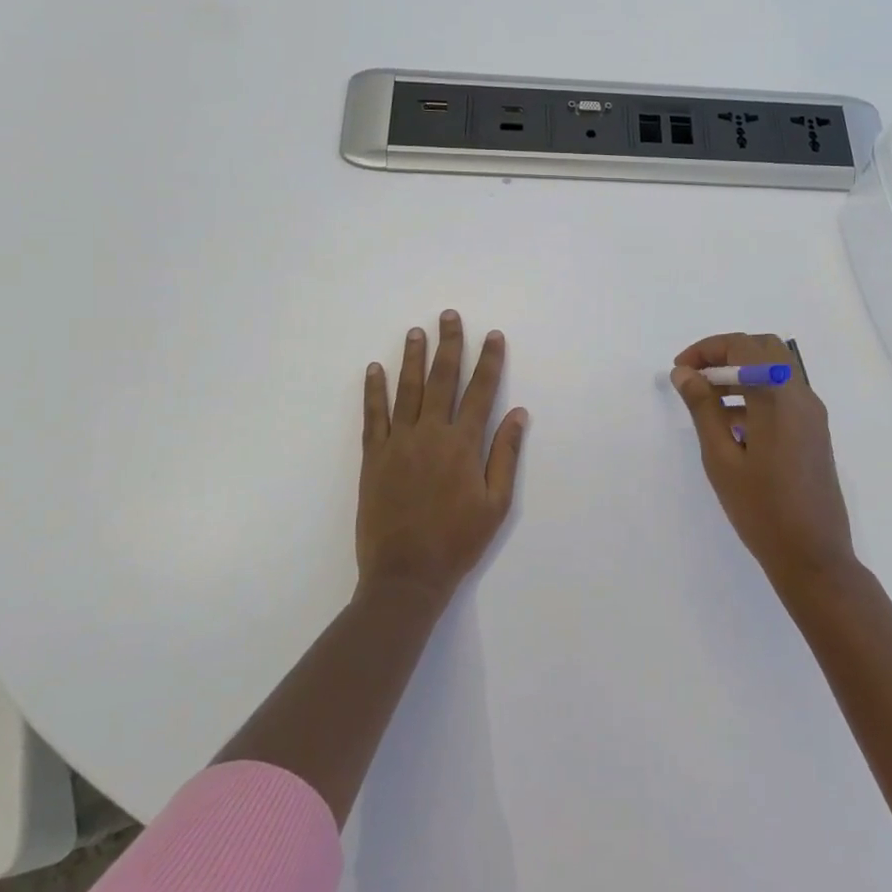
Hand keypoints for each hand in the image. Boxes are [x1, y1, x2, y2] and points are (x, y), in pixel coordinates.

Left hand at [357, 311, 527, 599]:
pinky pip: (373, 416)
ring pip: (407, 390)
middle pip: (442, 379)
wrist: (405, 575)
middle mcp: (430, 434)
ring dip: (412, 358)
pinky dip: (373, 390)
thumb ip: (505, 455)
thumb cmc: (458, 542)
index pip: (480, 391)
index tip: (493, 335)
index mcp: (463, 444)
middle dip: (449, 345)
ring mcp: (398, 443)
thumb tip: (518, 414)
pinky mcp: (373, 457)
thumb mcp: (496, 504)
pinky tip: (374, 369)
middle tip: (449, 316)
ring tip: (416, 331)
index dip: (489, 361)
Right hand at [671, 333, 856, 595]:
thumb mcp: (721, 458)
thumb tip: (684, 373)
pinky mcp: (815, 431)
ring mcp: (812, 413)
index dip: (707, 349)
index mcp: (778, 397)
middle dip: (725, 354)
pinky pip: (784, 394)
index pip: (743, 346)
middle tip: (694, 378)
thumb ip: (703, 409)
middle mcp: (801, 395)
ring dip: (741, 373)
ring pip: (775, 370)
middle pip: (764, 348)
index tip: (680, 371)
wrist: (814, 557)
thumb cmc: (761, 509)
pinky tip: (731, 424)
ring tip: (706, 401)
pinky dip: (756, 392)